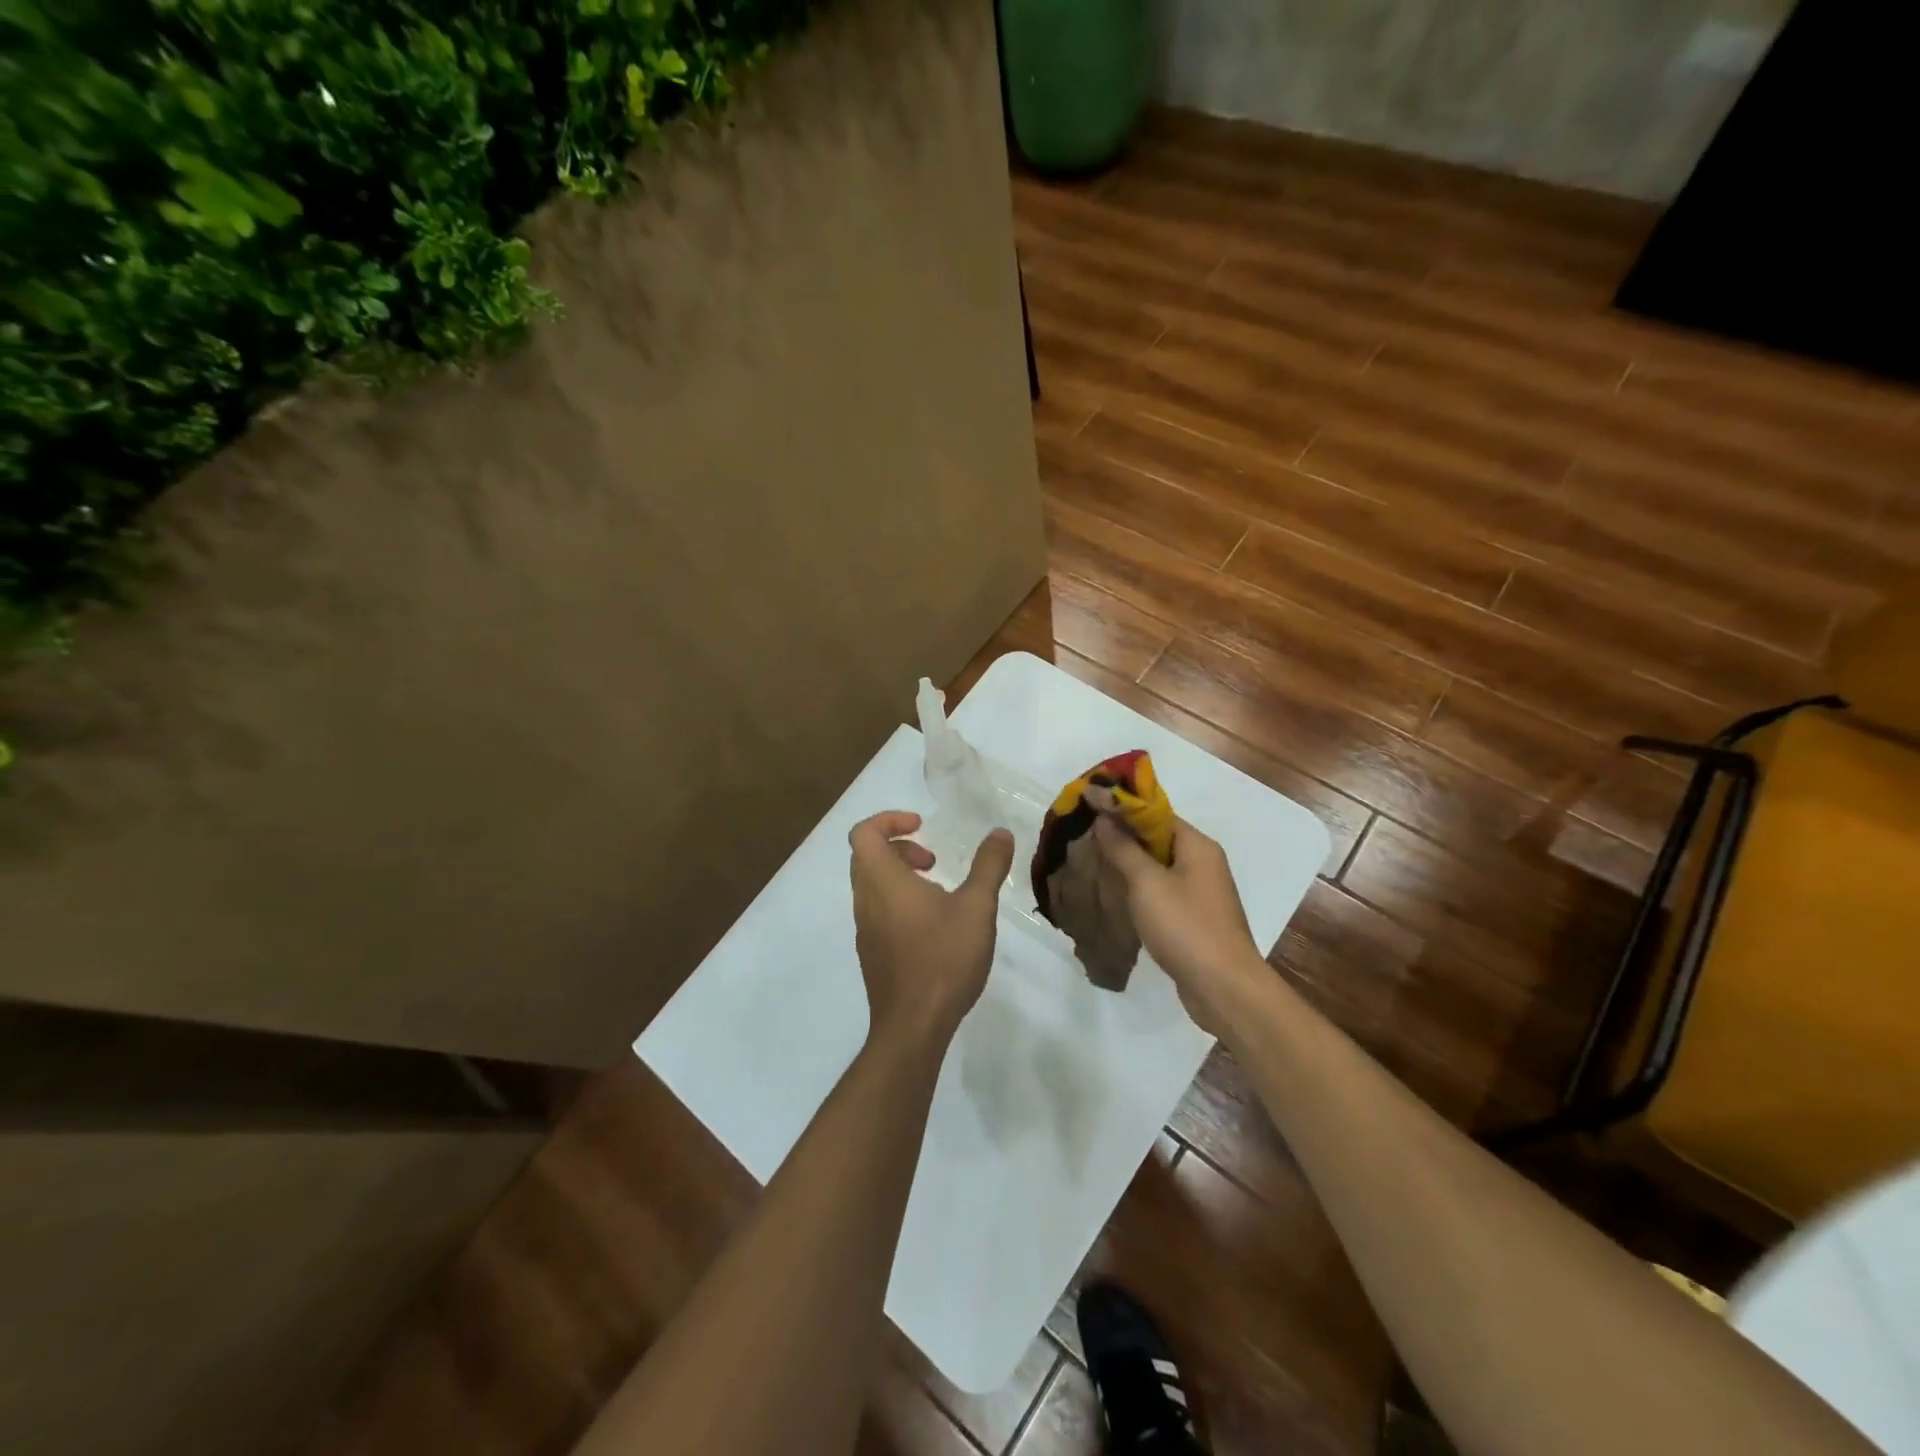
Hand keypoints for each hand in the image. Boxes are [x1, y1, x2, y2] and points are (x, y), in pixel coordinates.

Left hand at [848, 810, 1015, 1049]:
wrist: (913, 1026)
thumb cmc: (943, 958)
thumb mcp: (976, 907)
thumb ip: (988, 866)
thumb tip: (999, 832)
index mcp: (882, 880)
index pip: (864, 832)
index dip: (889, 820)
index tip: (922, 826)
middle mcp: (865, 900)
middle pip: (866, 856)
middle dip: (899, 847)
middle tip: (933, 860)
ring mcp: (865, 929)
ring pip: (872, 885)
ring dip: (901, 875)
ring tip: (940, 892)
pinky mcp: (871, 953)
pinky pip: (877, 911)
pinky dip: (899, 901)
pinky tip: (934, 926)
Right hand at [1094, 815, 1266, 1034]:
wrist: (1223, 988)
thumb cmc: (1186, 926)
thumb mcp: (1147, 883)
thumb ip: (1123, 848)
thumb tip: (1104, 817)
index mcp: (1197, 845)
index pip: (1156, 812)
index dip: (1122, 807)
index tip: (1089, 806)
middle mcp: (1203, 862)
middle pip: (1157, 838)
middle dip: (1122, 835)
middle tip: (1084, 835)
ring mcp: (1200, 892)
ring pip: (1158, 866)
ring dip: (1129, 863)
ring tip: (1092, 862)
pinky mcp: (1194, 918)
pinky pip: (1162, 891)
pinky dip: (1139, 888)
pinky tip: (1115, 895)